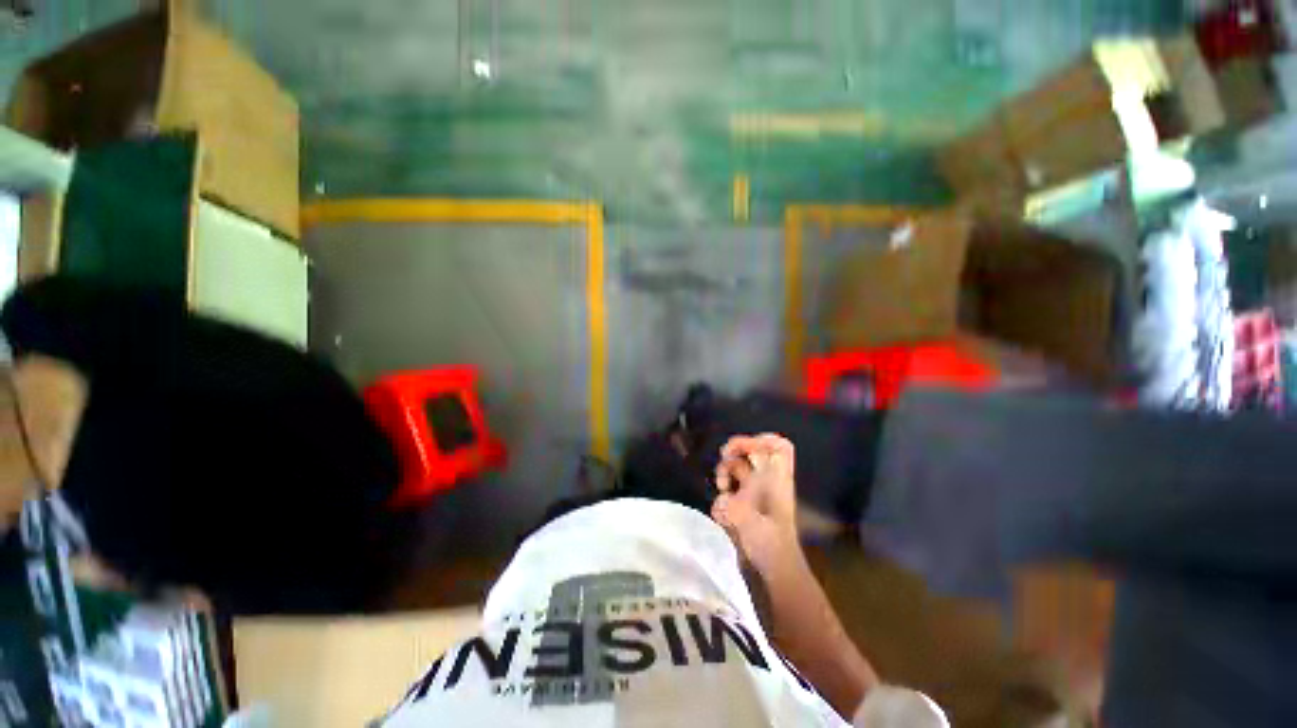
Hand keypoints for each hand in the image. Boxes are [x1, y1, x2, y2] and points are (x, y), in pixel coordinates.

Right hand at [711, 434, 800, 571]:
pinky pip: (729, 490)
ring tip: (721, 487)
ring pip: (737, 468)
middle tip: (723, 458)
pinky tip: (722, 510)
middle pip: (752, 452)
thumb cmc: (770, 547)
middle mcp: (767, 481)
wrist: (773, 574)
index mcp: (777, 479)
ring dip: (725, 473)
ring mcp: (755, 492)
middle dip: (734, 453)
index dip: (761, 440)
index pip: (780, 446)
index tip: (742, 448)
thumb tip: (721, 502)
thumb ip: (735, 509)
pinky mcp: (744, 505)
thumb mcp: (753, 525)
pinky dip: (722, 496)